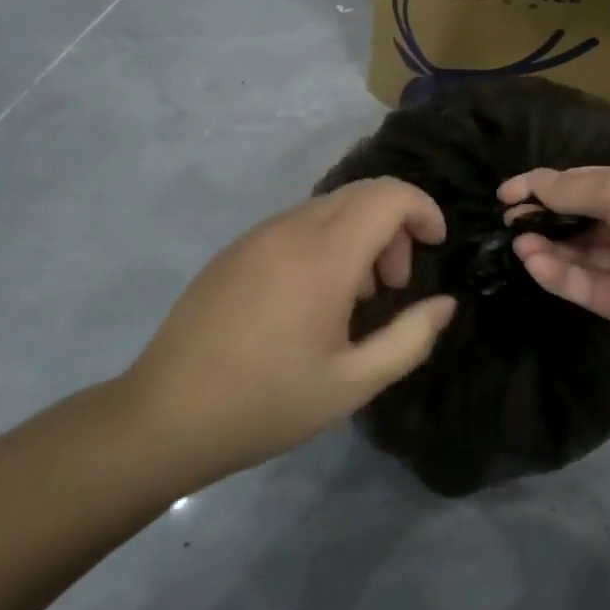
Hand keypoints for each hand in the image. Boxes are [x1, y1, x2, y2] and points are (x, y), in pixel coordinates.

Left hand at [121, 178, 457, 488]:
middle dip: (394, 226)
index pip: (389, 195)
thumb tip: (444, 304)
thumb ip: (410, 338)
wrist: (165, 416)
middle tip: (394, 285)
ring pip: (328, 207)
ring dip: (359, 235)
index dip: (423, 209)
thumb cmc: (267, 404)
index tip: (436, 245)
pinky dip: (325, 242)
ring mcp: (257, 235)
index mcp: (324, 257)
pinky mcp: (235, 249)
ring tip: (355, 297)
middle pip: (361, 194)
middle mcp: (290, 229)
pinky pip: (296, 225)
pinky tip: (312, 298)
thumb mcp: (353, 383)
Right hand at [499, 161, 609, 378]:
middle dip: (544, 216)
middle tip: (508, 219)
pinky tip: (533, 262)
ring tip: (517, 242)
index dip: (547, 184)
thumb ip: (576, 189)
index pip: (589, 181)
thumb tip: (535, 185)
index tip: (506, 192)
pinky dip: (559, 274)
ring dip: (547, 246)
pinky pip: (586, 286)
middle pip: (582, 217)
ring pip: (581, 254)